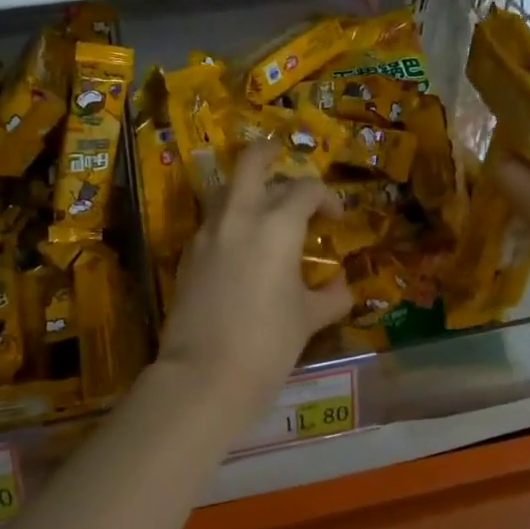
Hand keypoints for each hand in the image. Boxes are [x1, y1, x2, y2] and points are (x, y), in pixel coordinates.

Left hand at [156, 143, 354, 424]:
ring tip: (262, 206)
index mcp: (277, 225)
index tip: (334, 218)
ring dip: (244, 188)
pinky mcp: (187, 254)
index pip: (305, 190)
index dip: (326, 198)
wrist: (205, 375)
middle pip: (250, 162)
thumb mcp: (308, 319)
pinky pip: (210, 222)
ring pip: (224, 189)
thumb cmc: (268, 344)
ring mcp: (207, 233)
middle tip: (282, 157)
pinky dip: (228, 221)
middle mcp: (239, 216)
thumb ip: (331, 296)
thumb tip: (342, 286)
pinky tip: (239, 245)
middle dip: (268, 153)